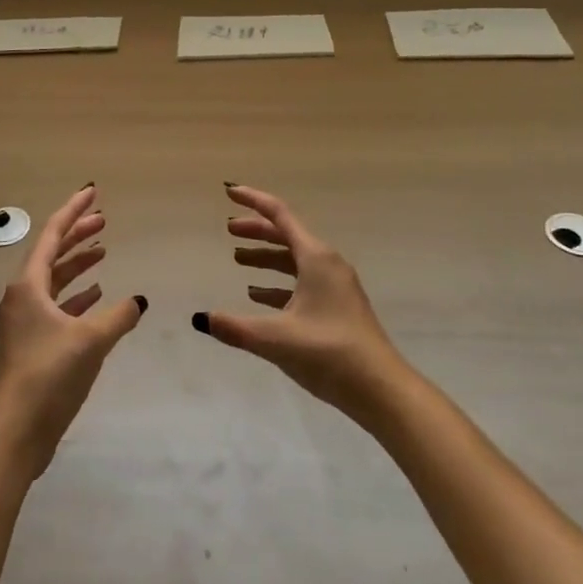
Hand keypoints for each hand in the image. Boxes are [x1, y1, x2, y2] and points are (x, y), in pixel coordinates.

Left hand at [0, 185, 145, 477]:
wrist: (17, 430)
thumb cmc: (50, 374)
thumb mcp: (91, 340)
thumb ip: (119, 316)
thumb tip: (139, 300)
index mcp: (28, 284)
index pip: (52, 234)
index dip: (73, 211)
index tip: (92, 192)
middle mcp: (23, 295)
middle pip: (52, 253)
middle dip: (78, 234)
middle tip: (104, 219)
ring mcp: (26, 320)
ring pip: (55, 279)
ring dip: (78, 264)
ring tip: (104, 252)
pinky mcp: (33, 342)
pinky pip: (57, 305)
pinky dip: (77, 295)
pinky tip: (98, 295)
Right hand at [194, 184, 406, 421]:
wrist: (382, 391)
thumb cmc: (329, 353)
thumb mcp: (276, 339)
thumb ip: (235, 327)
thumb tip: (200, 319)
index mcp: (316, 258)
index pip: (279, 215)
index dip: (253, 201)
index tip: (229, 192)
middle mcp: (327, 264)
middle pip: (286, 235)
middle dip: (256, 230)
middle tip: (228, 231)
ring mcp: (335, 286)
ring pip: (294, 260)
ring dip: (266, 257)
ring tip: (238, 261)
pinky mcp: (338, 308)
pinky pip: (302, 282)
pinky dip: (278, 283)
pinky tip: (259, 297)